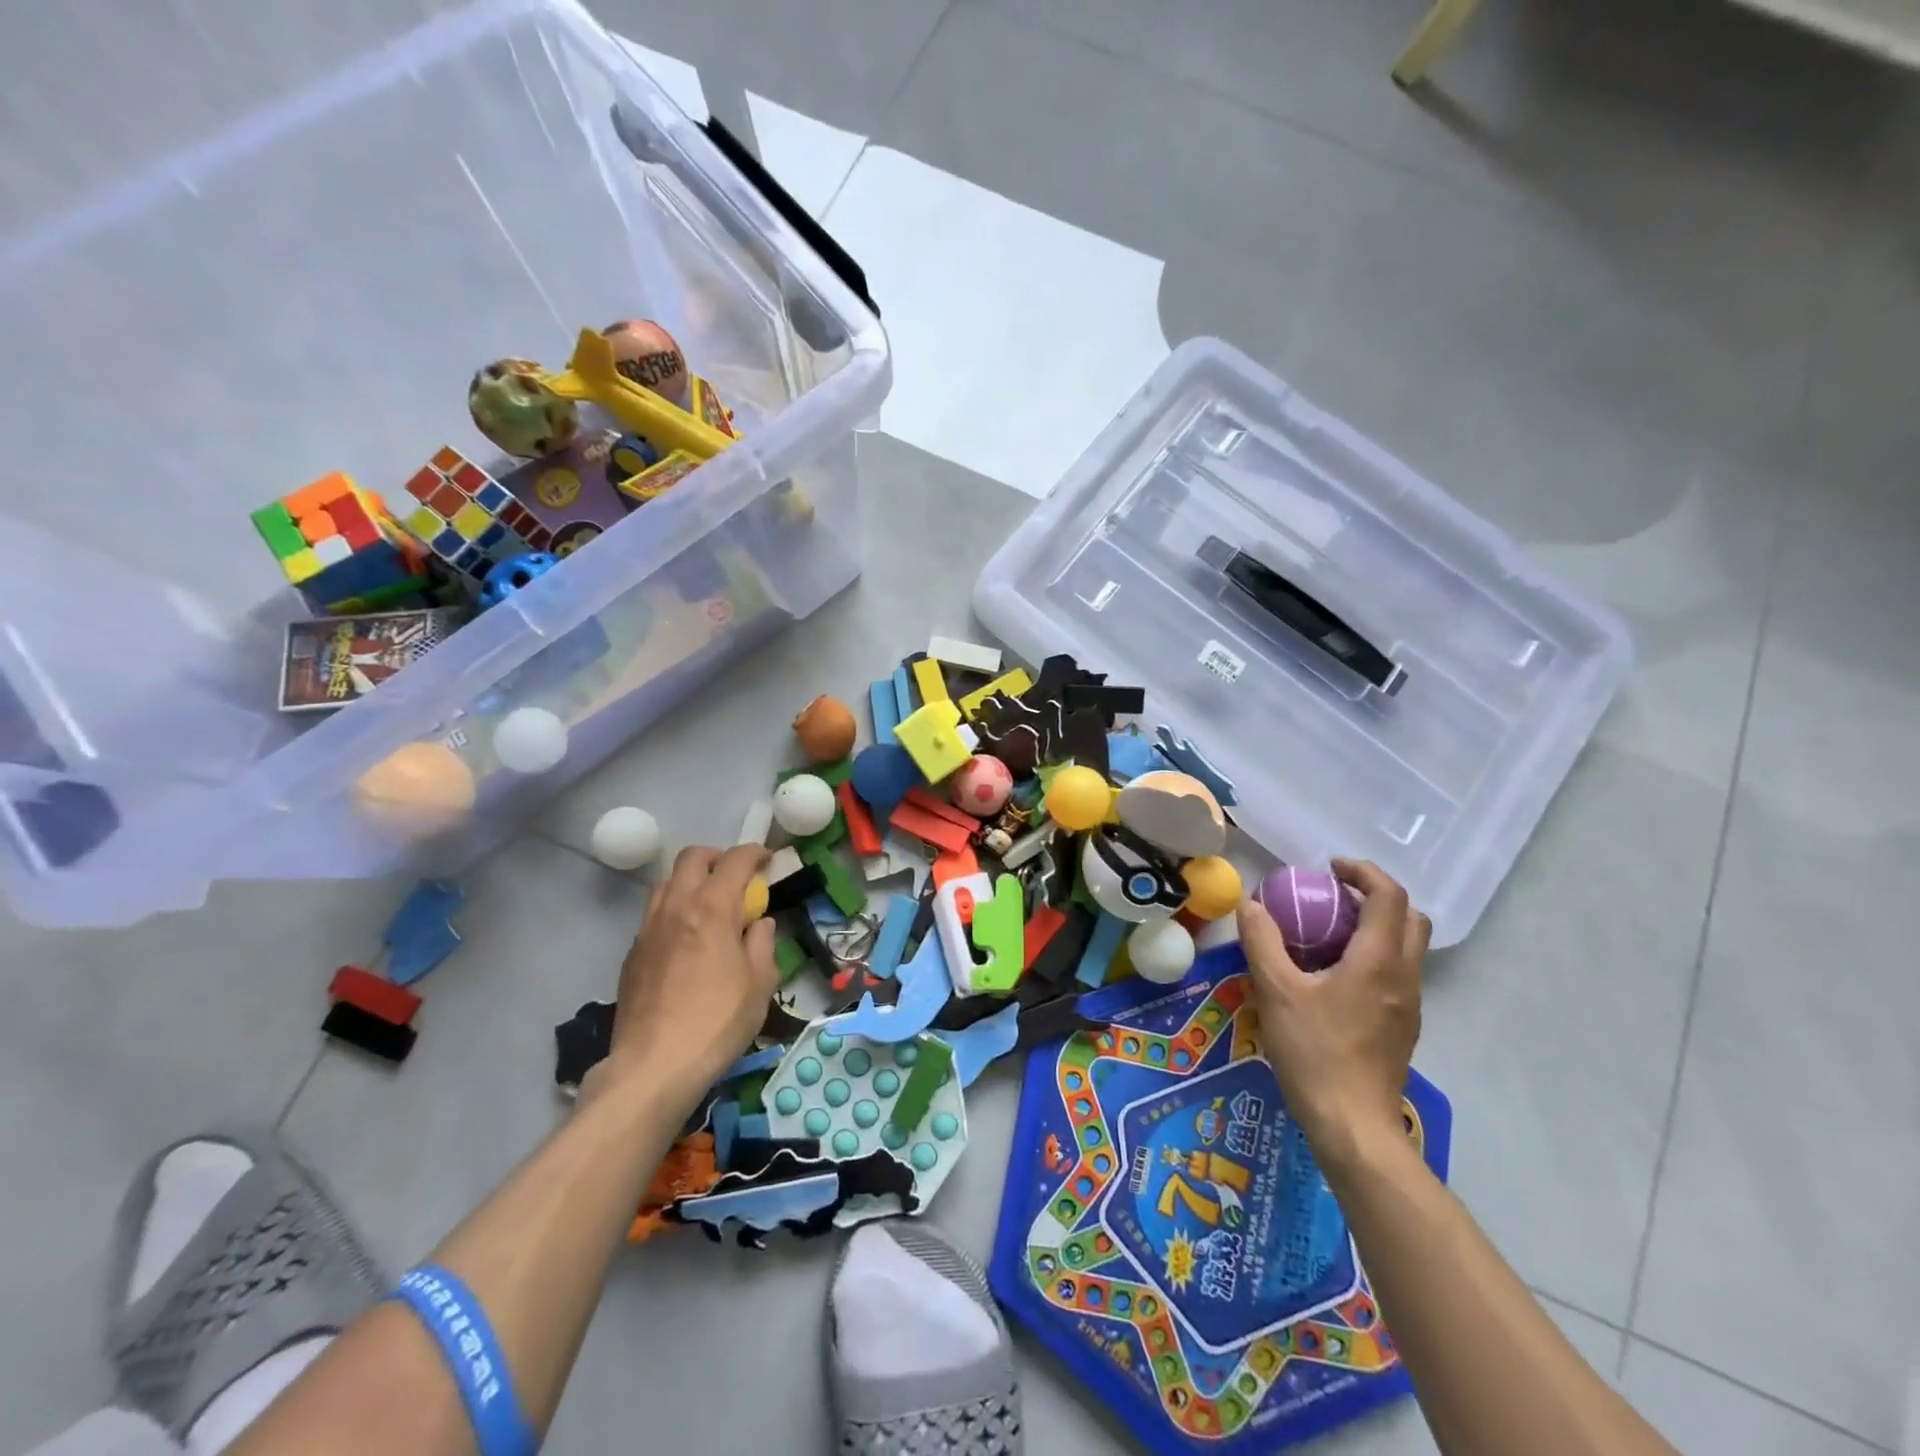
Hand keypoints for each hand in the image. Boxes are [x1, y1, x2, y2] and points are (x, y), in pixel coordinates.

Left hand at [598, 843, 776, 1107]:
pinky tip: (687, 940)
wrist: (655, 1065)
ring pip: (666, 882)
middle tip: (736, 878)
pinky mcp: (632, 953)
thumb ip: (762, 942)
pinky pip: (654, 913)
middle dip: (717, 858)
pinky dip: (674, 910)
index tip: (767, 861)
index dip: (754, 853)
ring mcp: (648, 929)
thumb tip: (759, 923)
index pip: (734, 861)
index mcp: (712, 908)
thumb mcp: (760, 982)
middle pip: (692, 858)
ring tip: (709, 906)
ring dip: (691, 881)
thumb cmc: (718, 1021)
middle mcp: (676, 907)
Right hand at [1237, 858, 1428, 1160]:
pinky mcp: (1402, 1027)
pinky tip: (1333, 976)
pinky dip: (1372, 955)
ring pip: (1406, 947)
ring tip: (1327, 933)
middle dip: (1375, 896)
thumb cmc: (1315, 1052)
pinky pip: (1395, 973)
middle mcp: (1404, 976)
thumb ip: (1262, 941)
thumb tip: (1251, 905)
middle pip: (1409, 917)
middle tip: (1333, 896)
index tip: (1328, 868)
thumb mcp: (1276, 991)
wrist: (1353, 1125)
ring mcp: (1409, 1005)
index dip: (1362, 871)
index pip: (1389, 896)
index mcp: (1379, 961)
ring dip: (1375, 926)